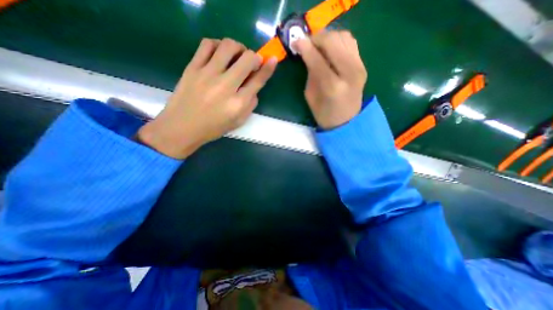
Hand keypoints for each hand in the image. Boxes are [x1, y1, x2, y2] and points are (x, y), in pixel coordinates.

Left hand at [136, 38, 278, 158]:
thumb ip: (250, 105)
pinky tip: (219, 53)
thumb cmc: (213, 128)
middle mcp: (226, 86)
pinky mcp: (193, 67)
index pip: (258, 81)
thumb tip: (254, 88)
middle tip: (252, 62)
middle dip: (254, 57)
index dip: (268, 68)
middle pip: (247, 59)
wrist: (182, 127)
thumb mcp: (238, 122)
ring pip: (228, 46)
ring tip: (237, 55)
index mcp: (238, 103)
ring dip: (238, 47)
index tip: (273, 59)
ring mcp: (208, 74)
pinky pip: (207, 44)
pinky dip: (218, 44)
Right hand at [294, 30, 365, 129]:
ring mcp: (359, 66)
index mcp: (332, 86)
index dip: (304, 47)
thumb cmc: (324, 114)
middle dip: (316, 38)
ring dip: (327, 37)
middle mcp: (349, 72)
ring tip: (318, 46)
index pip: (317, 59)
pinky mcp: (362, 64)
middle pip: (332, 41)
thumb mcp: (310, 96)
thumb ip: (310, 73)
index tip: (295, 42)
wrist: (346, 121)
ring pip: (343, 37)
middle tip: (306, 44)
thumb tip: (307, 53)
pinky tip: (330, 49)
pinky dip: (338, 41)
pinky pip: (350, 42)